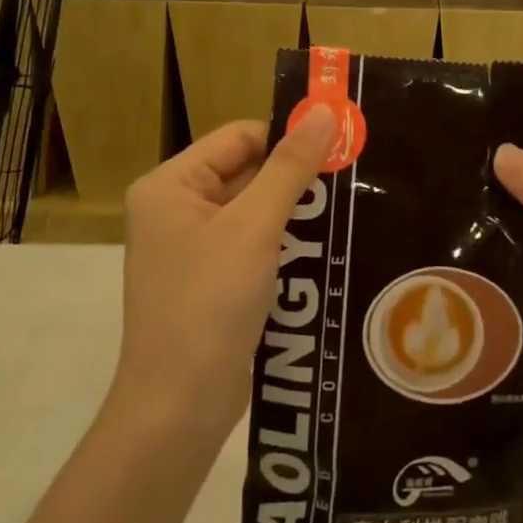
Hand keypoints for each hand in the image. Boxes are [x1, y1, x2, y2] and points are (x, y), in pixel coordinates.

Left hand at [113, 108, 336, 441]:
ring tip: (348, 208)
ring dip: (296, 210)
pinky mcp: (210, 280)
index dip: (287, 137)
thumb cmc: (210, 305)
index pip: (239, 137)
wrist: (178, 411)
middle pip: (247, 171)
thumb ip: (290, 167)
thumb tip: (322, 111)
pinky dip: (285, 241)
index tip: (340, 145)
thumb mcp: (255, 227)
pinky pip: (253, 242)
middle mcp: (176, 209)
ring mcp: (191, 247)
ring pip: (255, 208)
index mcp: (170, 186)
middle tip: (352, 176)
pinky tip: (326, 246)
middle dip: (296, 177)